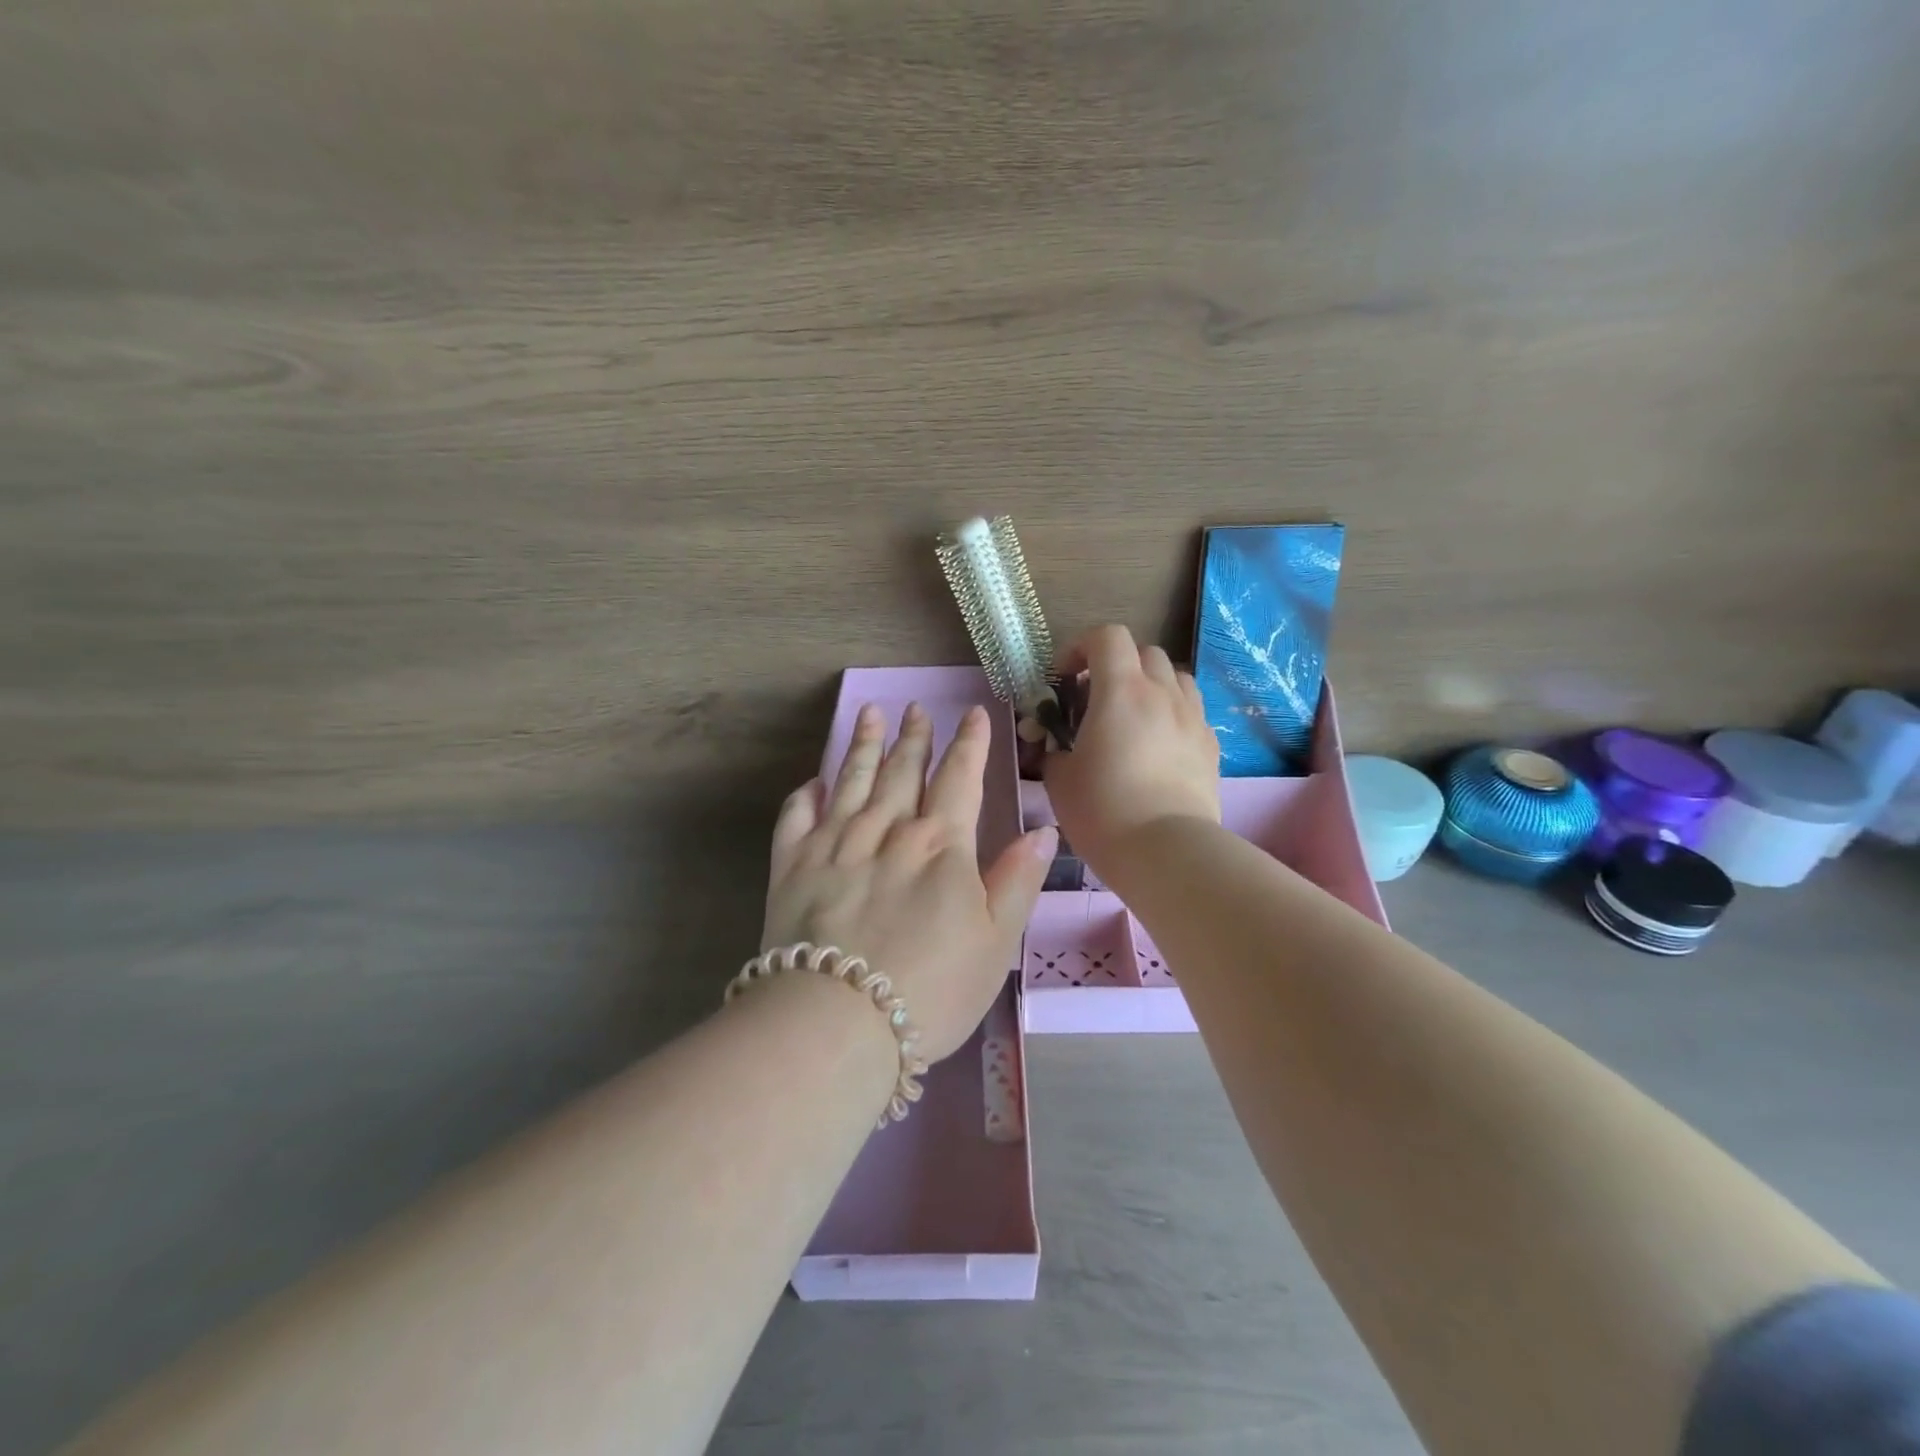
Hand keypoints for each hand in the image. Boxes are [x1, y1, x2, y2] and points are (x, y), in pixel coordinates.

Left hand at [761, 702, 1056, 1063]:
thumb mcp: (996, 942)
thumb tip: (1042, 830)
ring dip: (864, 745)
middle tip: (915, 707)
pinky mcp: (791, 867)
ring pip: (852, 781)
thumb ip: (1017, 881)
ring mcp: (835, 845)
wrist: (838, 1021)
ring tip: (869, 714)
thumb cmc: (932, 989)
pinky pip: (797, 817)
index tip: (972, 714)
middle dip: (914, 736)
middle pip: (903, 771)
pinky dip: (805, 795)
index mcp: (940, 845)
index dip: (969, 744)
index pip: (959, 778)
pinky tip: (812, 782)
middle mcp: (887, 831)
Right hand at [1044, 625, 1220, 873]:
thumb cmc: (1103, 810)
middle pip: (1144, 652)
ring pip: (1175, 677)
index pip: (1107, 637)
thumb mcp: (1060, 779)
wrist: (1166, 852)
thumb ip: (1056, 750)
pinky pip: (1191, 711)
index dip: (1081, 647)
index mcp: (1121, 691)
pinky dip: (1172, 714)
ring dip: (1151, 685)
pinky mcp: (1211, 745)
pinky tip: (1159, 746)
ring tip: (1133, 716)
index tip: (1064, 678)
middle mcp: (1162, 693)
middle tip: (1096, 699)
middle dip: (1117, 665)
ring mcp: (1192, 718)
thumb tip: (1060, 748)